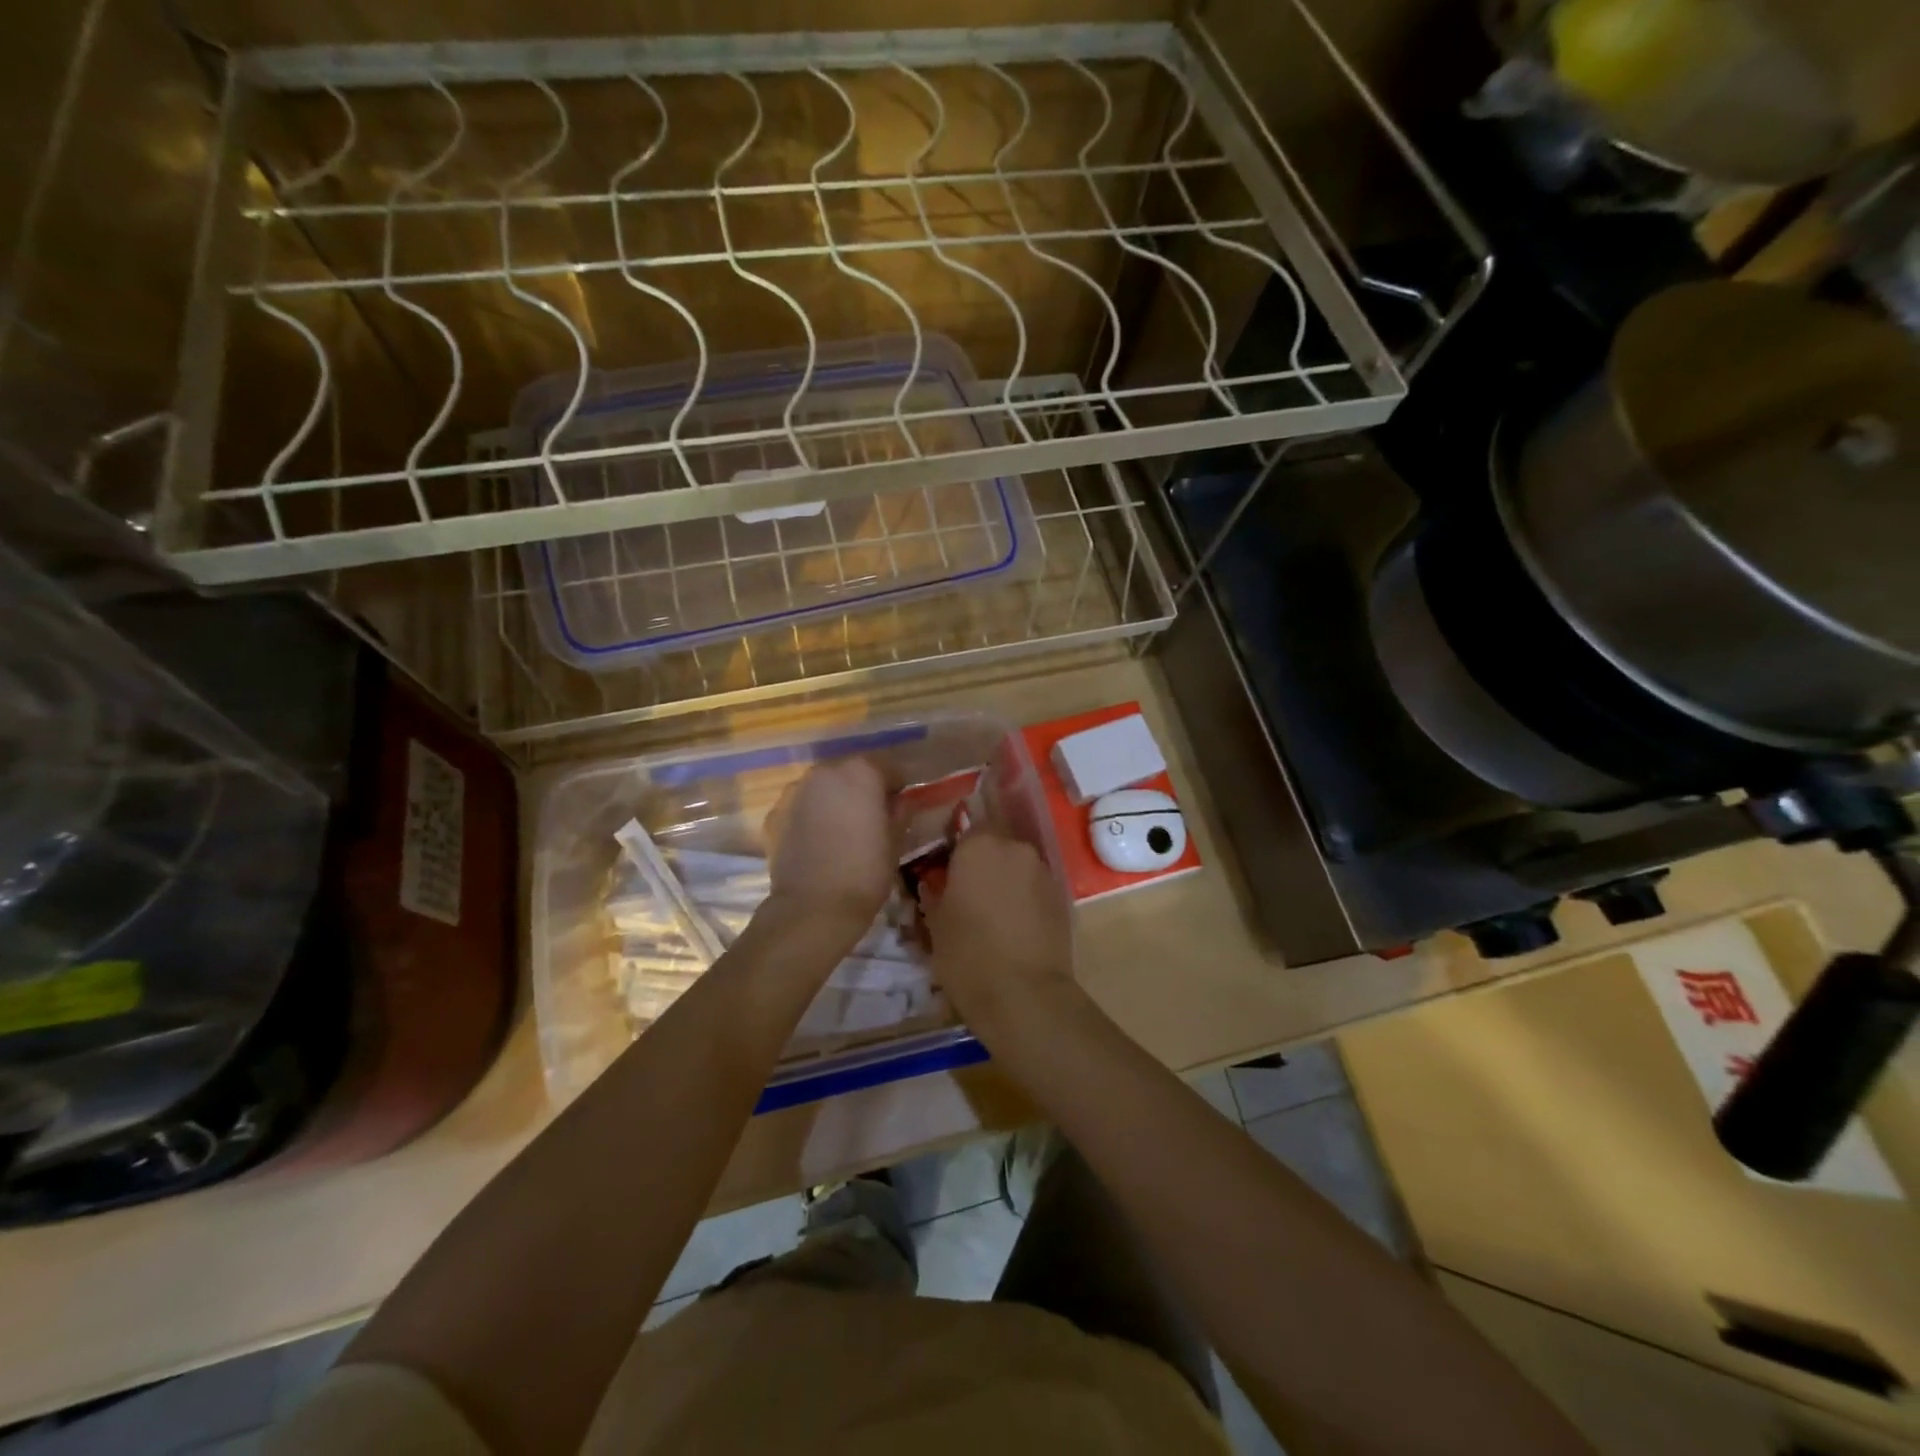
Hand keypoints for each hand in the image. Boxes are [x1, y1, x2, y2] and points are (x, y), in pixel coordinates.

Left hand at [763, 758, 894, 932]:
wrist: (812, 908)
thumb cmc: (865, 872)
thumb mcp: (895, 842)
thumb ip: (901, 811)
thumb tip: (903, 799)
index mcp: (861, 771)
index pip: (890, 768)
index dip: (899, 787)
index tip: (901, 807)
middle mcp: (825, 771)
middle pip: (852, 772)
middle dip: (864, 789)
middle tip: (872, 818)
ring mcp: (796, 790)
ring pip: (824, 787)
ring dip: (835, 800)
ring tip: (842, 831)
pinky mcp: (775, 813)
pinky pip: (801, 807)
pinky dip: (811, 816)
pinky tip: (818, 842)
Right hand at [923, 830, 1073, 1035]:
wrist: (1024, 995)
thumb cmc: (968, 955)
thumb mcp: (935, 925)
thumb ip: (934, 893)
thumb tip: (934, 883)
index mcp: (979, 846)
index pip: (966, 829)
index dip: (957, 850)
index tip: (947, 872)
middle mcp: (1015, 848)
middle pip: (996, 844)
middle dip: (983, 863)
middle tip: (968, 892)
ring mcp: (1043, 871)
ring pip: (1018, 866)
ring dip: (1006, 880)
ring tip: (992, 914)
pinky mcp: (1063, 896)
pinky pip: (1035, 888)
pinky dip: (1025, 899)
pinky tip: (1014, 927)